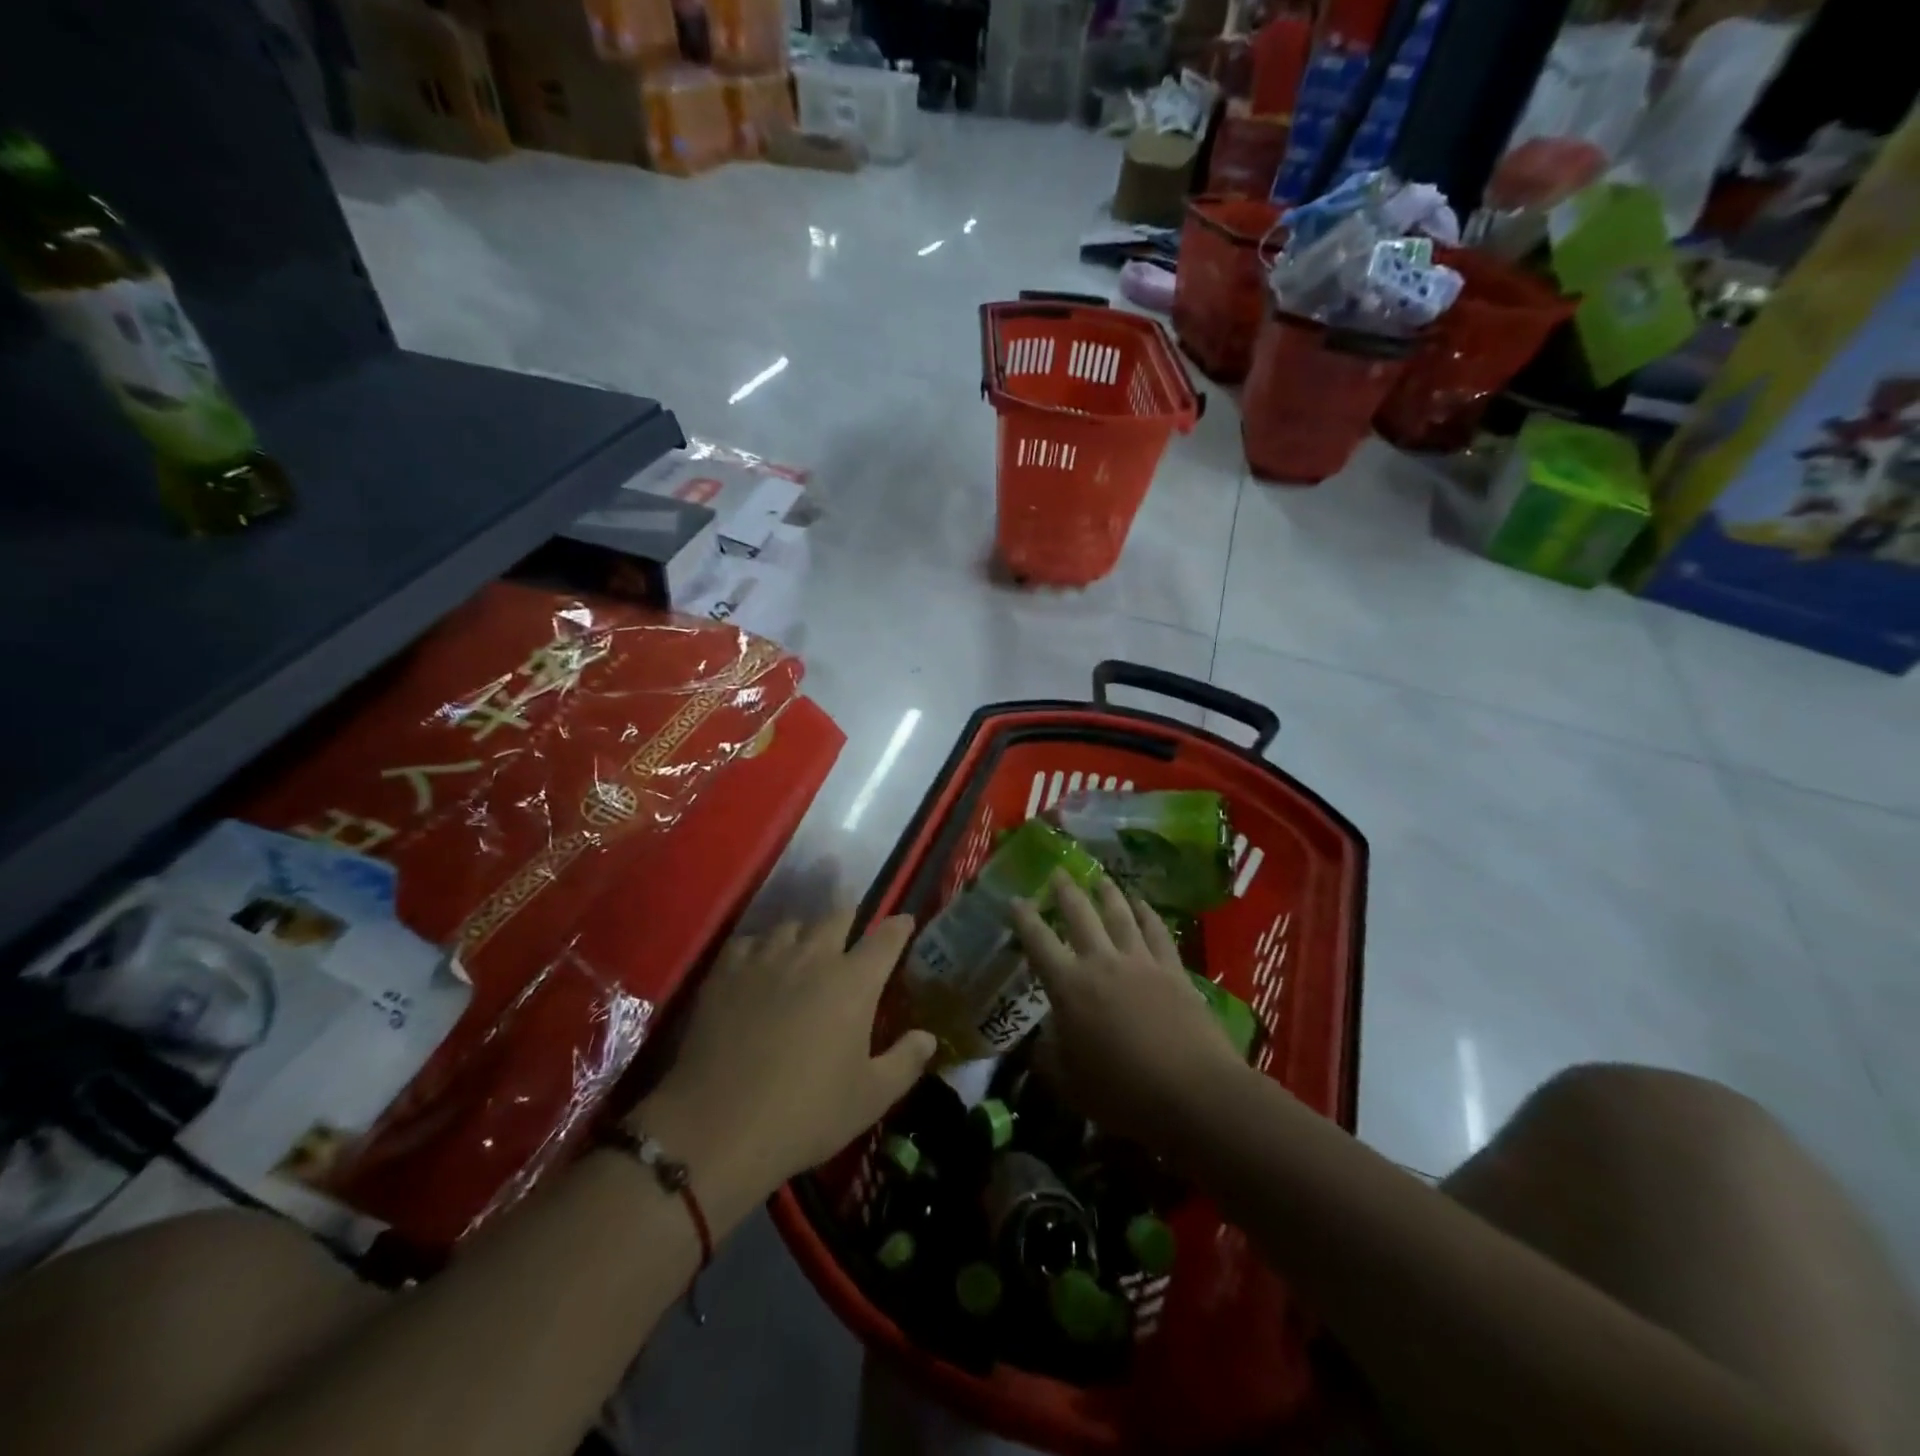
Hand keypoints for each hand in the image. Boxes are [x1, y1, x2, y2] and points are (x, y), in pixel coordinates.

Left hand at [630, 912, 934, 1226]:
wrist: (718, 1127)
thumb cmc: (806, 1114)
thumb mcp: (870, 1098)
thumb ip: (905, 1061)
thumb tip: (928, 1036)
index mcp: (854, 982)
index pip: (886, 938)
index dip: (899, 926)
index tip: (905, 922)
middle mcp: (813, 957)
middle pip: (837, 915)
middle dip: (851, 917)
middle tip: (852, 930)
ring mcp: (766, 959)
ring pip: (792, 925)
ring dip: (805, 933)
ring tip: (804, 949)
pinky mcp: (726, 971)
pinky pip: (750, 941)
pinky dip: (761, 947)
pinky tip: (759, 965)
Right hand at [1010, 872, 1245, 1147]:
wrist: (1192, 1093)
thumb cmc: (1123, 1094)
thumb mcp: (1071, 1084)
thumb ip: (1050, 1056)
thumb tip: (1042, 1037)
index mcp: (1069, 987)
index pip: (1039, 942)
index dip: (1024, 919)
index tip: (1015, 899)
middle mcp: (1101, 962)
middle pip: (1080, 915)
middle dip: (1066, 891)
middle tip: (1058, 872)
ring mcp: (1140, 962)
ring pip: (1119, 915)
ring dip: (1107, 893)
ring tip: (1100, 878)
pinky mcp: (1172, 970)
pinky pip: (1156, 931)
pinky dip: (1147, 913)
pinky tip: (1143, 904)